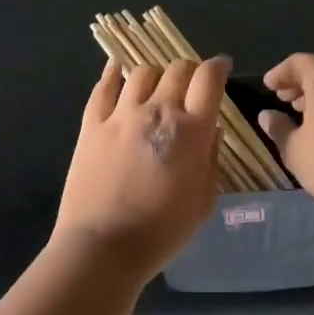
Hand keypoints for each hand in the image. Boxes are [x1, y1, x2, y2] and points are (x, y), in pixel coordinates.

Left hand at [53, 55, 230, 275]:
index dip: (218, 67)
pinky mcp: (92, 125)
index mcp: (191, 130)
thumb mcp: (203, 201)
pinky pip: (103, 87)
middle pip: (177, 69)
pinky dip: (112, 73)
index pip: (208, 79)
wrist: (103, 247)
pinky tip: (116, 69)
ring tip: (157, 87)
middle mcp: (157, 111)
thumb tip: (211, 130)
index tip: (221, 67)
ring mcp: (121, 115)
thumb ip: (211, 159)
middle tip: (191, 84)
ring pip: (142, 72)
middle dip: (190, 71)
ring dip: (156, 75)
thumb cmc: (162, 232)